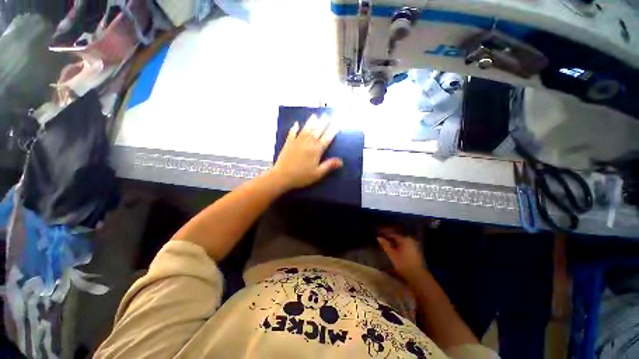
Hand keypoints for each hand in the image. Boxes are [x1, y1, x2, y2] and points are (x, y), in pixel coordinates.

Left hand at [271, 115, 342, 189]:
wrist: (282, 176)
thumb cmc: (301, 176)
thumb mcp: (317, 173)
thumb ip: (329, 166)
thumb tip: (341, 161)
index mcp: (316, 151)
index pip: (326, 138)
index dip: (332, 131)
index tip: (336, 123)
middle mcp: (307, 143)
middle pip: (317, 131)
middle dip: (323, 123)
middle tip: (327, 115)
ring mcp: (297, 142)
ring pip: (306, 129)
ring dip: (310, 122)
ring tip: (315, 116)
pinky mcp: (288, 143)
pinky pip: (292, 133)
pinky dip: (294, 128)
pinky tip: (296, 124)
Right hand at [377, 228, 425, 282]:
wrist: (416, 275)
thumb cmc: (402, 263)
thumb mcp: (391, 253)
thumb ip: (385, 244)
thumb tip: (378, 237)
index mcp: (405, 239)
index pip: (393, 234)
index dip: (386, 235)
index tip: (380, 236)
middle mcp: (411, 240)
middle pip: (398, 238)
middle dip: (391, 239)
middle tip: (383, 241)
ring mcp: (415, 246)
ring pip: (402, 242)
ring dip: (395, 243)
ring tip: (388, 246)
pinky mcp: (417, 252)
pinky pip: (406, 246)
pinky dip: (400, 247)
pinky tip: (396, 251)